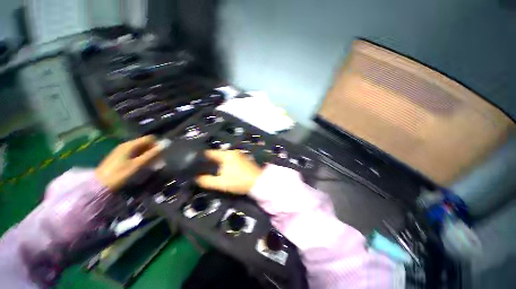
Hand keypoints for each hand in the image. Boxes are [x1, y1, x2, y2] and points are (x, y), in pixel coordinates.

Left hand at [96, 136, 161, 190]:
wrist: (100, 184)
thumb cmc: (120, 173)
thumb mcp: (138, 164)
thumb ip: (151, 154)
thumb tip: (164, 145)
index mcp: (130, 145)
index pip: (149, 138)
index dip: (157, 144)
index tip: (162, 153)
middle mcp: (126, 145)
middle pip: (144, 143)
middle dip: (153, 149)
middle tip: (158, 159)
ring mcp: (122, 150)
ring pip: (140, 148)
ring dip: (148, 154)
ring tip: (152, 163)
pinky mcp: (120, 156)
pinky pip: (135, 152)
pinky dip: (141, 156)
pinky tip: (143, 164)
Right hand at [196, 150, 263, 193]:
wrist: (258, 182)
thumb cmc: (239, 181)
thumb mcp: (221, 183)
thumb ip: (207, 181)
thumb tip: (196, 178)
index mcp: (226, 154)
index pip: (210, 153)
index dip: (201, 158)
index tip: (194, 163)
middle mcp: (233, 152)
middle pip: (217, 155)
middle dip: (210, 161)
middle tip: (202, 168)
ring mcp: (240, 154)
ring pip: (225, 157)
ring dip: (219, 162)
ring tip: (212, 170)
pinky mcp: (244, 158)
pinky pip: (231, 159)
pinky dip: (226, 163)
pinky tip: (225, 170)